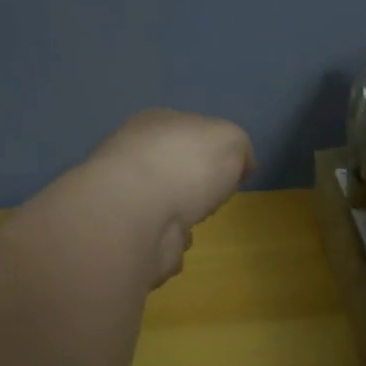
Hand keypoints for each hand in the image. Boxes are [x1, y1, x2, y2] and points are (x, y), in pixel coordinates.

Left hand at [85, 110, 254, 284]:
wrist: (136, 213)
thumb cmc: (186, 164)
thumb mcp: (231, 139)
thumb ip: (240, 148)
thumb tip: (242, 165)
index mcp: (156, 122)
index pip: (187, 129)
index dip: (212, 148)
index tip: (231, 169)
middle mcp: (133, 154)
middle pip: (173, 168)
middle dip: (193, 184)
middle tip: (212, 196)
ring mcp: (124, 195)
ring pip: (162, 204)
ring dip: (180, 216)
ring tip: (192, 221)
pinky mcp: (122, 233)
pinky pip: (155, 237)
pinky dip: (168, 243)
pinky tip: (174, 241)